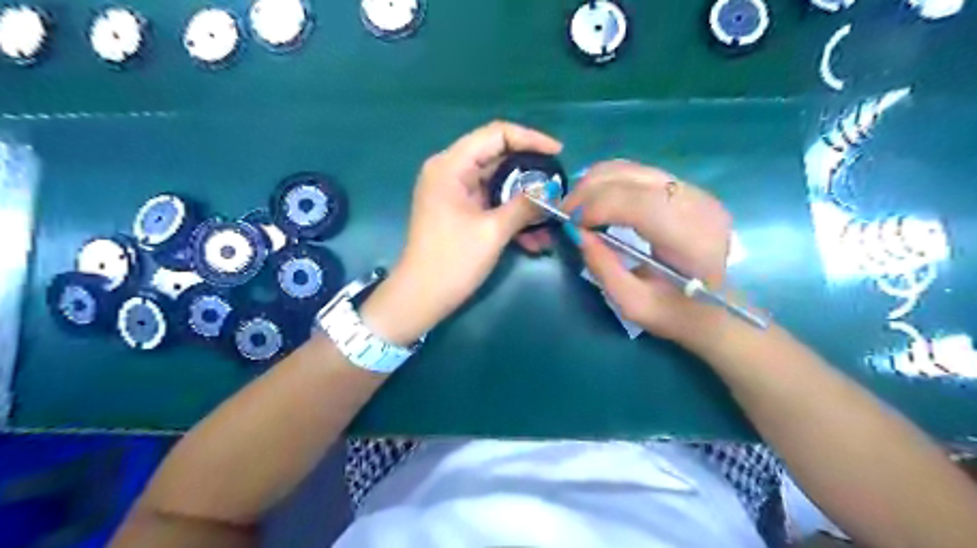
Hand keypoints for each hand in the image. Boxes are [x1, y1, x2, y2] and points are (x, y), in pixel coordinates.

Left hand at [357, 122, 561, 345]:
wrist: (421, 298)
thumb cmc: (452, 261)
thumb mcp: (493, 231)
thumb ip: (524, 205)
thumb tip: (553, 191)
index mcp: (451, 166)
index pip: (496, 134)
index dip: (530, 139)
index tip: (559, 153)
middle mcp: (450, 171)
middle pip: (498, 158)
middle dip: (531, 174)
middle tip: (558, 187)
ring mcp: (454, 192)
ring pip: (498, 184)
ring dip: (524, 200)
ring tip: (551, 218)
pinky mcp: (459, 210)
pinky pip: (491, 203)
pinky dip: (511, 215)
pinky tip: (534, 238)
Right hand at [561, 158, 727, 346]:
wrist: (720, 309)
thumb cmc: (677, 313)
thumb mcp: (634, 304)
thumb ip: (603, 267)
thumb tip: (576, 232)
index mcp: (691, 239)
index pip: (637, 203)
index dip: (596, 206)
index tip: (570, 224)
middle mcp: (697, 205)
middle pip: (631, 177)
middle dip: (589, 191)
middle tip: (566, 214)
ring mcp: (695, 192)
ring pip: (632, 168)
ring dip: (596, 183)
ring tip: (578, 209)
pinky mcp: (687, 188)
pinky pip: (638, 172)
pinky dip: (610, 182)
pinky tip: (599, 202)